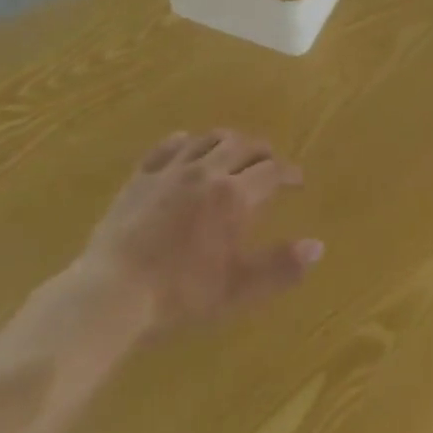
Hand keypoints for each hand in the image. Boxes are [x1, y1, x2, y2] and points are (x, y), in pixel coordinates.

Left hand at [79, 130, 321, 335]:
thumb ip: (280, 267)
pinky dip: (185, 141)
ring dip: (227, 141)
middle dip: (261, 152)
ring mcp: (171, 169)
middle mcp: (207, 171)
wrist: (114, 289)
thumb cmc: (181, 294)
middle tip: (269, 162)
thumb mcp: (238, 289)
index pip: (272, 172)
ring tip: (233, 151)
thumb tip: (318, 246)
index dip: (288, 173)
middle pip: (242, 146)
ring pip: (207, 139)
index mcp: (234, 196)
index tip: (298, 180)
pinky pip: (168, 146)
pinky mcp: (142, 174)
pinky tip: (186, 145)